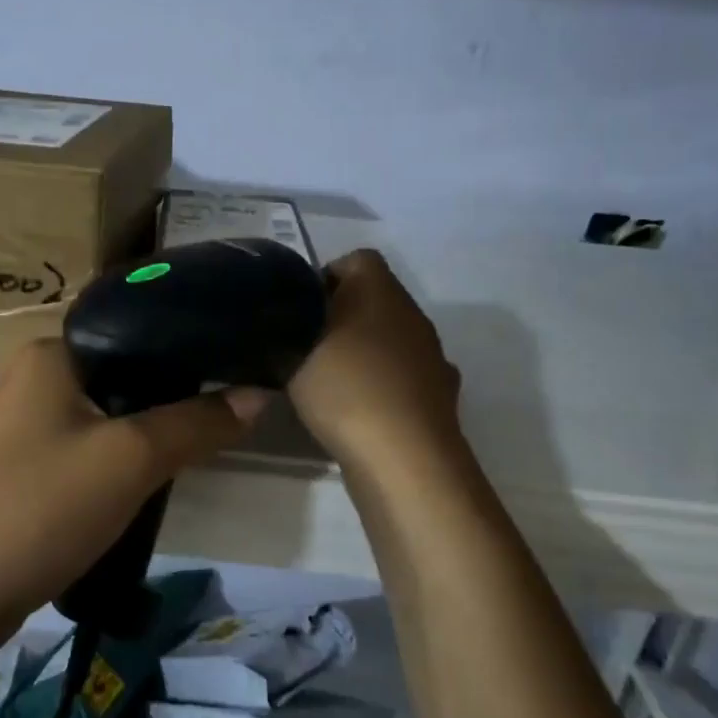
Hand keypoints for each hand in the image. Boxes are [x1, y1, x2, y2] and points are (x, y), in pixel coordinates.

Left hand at [0, 340, 265, 638]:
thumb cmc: (40, 508)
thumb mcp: (130, 460)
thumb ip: (196, 423)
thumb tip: (258, 394)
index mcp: (53, 351)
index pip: (138, 329)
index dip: (192, 348)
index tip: (241, 367)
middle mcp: (36, 375)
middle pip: (127, 373)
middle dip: (175, 397)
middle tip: (228, 414)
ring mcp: (26, 422)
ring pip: (110, 413)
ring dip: (149, 431)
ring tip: (200, 446)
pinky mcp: (25, 464)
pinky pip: (90, 445)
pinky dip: (122, 458)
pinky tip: (151, 478)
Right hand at [288, 248, 461, 469]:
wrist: (405, 458)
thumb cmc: (346, 389)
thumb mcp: (292, 354)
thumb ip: (281, 332)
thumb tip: (281, 326)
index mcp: (381, 290)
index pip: (356, 259)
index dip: (324, 276)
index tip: (297, 309)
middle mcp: (412, 314)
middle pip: (373, 300)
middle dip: (339, 317)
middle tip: (304, 346)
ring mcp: (430, 356)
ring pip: (388, 339)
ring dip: (362, 351)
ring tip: (327, 382)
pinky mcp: (436, 394)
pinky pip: (400, 376)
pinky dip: (381, 384)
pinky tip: (358, 409)